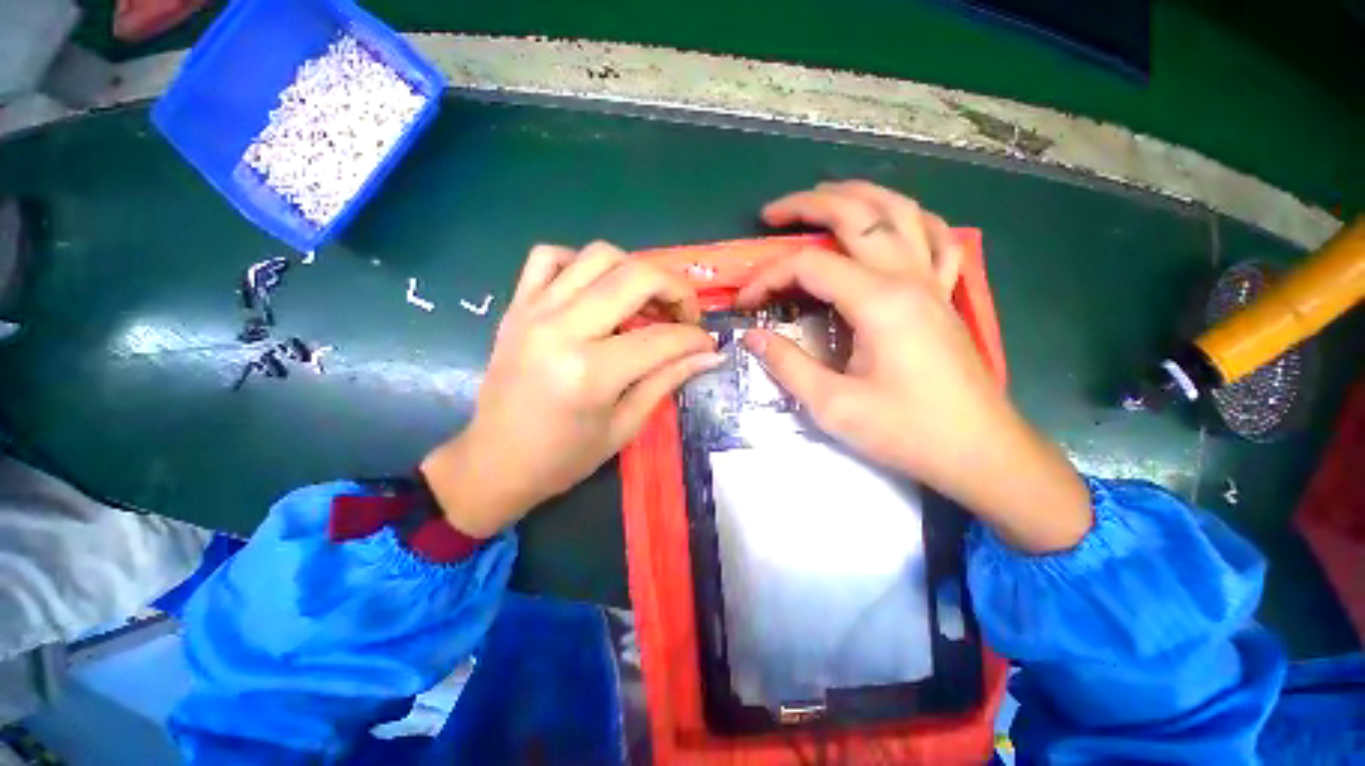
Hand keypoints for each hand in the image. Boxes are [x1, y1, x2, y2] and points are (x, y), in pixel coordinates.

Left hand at [422, 242, 723, 537]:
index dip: (695, 338)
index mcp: (590, 372)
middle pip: (635, 277)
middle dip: (676, 289)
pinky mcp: (516, 306)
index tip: (708, 345)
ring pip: (598, 255)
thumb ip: (667, 381)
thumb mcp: (625, 426)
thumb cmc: (564, 458)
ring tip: (645, 302)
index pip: (662, 338)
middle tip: (686, 314)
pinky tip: (595, 291)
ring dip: (635, 271)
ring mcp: (534, 311)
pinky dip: (580, 264)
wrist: (494, 462)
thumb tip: (709, 355)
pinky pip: (549, 256)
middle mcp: (562, 329)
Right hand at [739, 181, 1090, 551]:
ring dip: (859, 196)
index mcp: (879, 302)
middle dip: (808, 206)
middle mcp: (908, 277)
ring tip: (825, 196)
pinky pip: (935, 238)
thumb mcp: (832, 406)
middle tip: (771, 214)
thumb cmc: (906, 431)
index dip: (768, 277)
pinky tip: (893, 222)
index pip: (809, 266)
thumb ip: (787, 364)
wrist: (980, 452)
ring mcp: (933, 281)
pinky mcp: (945, 295)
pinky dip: (910, 219)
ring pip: (899, 212)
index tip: (744, 302)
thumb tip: (752, 337)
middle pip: (857, 215)